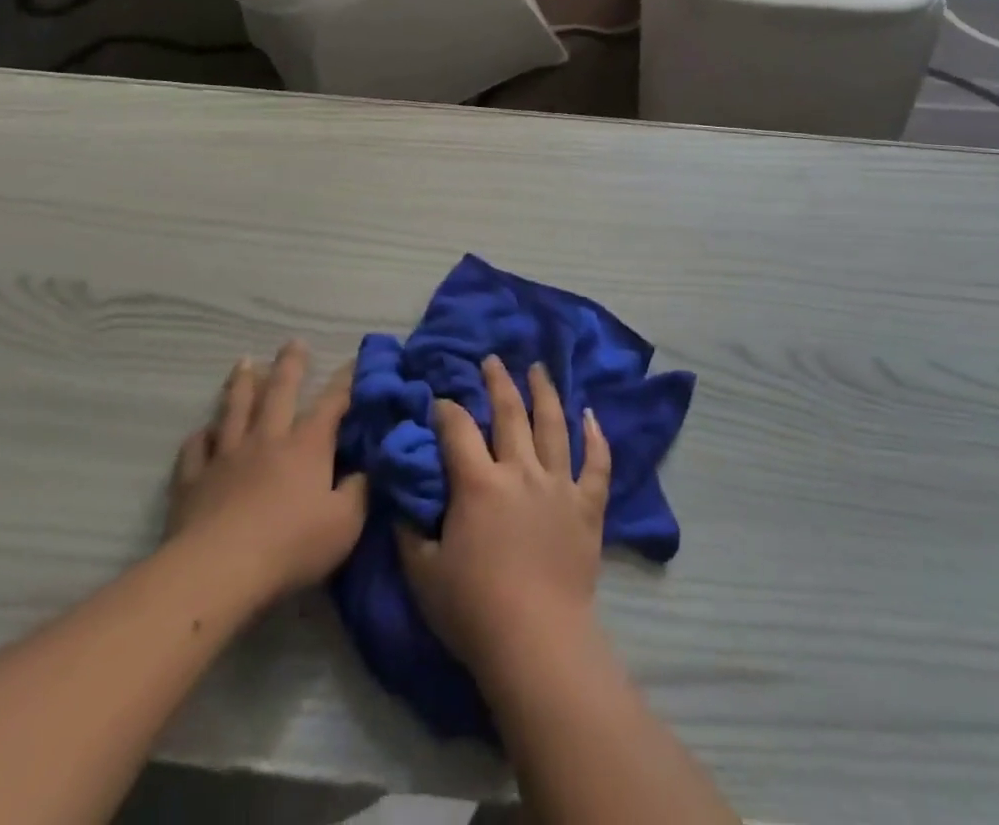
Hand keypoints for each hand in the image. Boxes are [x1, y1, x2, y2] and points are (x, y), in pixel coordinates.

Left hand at [167, 343, 368, 606]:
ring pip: (234, 410)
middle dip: (290, 365)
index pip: (332, 403)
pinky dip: (199, 437)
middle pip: (279, 392)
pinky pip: (195, 450)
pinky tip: (201, 432)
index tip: (354, 360)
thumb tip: (367, 468)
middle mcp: (267, 439)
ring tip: (244, 362)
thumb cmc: (290, 546)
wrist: (217, 572)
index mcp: (307, 445)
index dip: (345, 381)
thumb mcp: (345, 524)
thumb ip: (360, 492)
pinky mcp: (193, 482)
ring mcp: (226, 457)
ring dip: (241, 384)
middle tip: (293, 342)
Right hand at [398, 355, 612, 684]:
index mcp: (479, 483)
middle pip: (509, 413)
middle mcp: (521, 471)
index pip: (458, 430)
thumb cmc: (474, 610)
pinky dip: (596, 436)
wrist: (537, 640)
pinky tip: (591, 414)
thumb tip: (402, 498)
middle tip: (493, 359)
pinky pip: (597, 462)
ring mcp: (559, 484)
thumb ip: (410, 530)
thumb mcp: (424, 573)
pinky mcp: (588, 505)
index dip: (446, 409)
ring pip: (554, 425)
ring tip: (539, 368)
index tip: (440, 399)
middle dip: (498, 382)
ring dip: (545, 392)